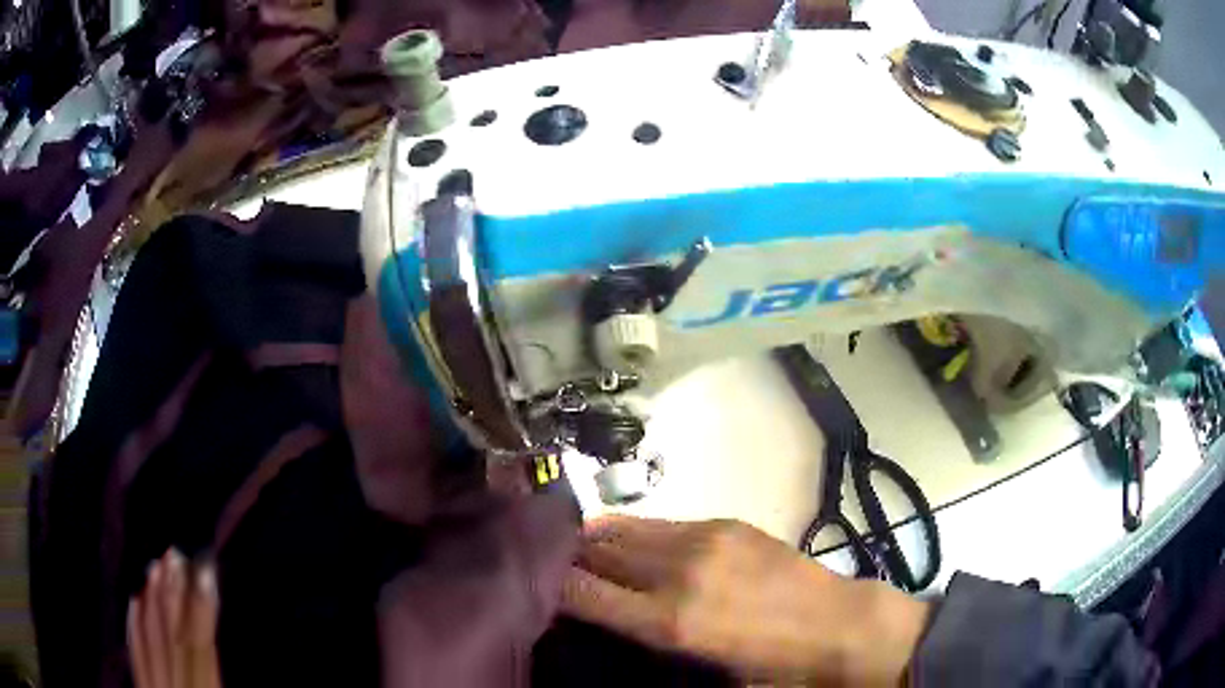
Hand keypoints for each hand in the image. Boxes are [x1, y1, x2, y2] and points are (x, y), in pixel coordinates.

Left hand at [128, 551, 221, 687]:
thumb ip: (210, 673)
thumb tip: (211, 635)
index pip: (200, 645)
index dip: (200, 606)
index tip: (203, 569)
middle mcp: (176, 686)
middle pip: (173, 637)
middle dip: (173, 595)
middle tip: (174, 553)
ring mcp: (154, 686)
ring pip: (151, 640)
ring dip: (153, 602)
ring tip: (155, 566)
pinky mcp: (142, 687)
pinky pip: (136, 653)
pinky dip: (135, 625)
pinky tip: (134, 601)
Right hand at [560, 517, 930, 684]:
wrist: (839, 627)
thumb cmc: (770, 667)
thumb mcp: (701, 672)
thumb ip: (645, 642)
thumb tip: (605, 622)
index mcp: (669, 621)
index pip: (579, 591)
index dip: (547, 587)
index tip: (533, 587)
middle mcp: (677, 572)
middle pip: (594, 549)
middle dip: (565, 557)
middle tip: (551, 568)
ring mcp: (703, 539)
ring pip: (622, 527)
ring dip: (597, 540)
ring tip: (584, 554)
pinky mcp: (725, 523)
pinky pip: (661, 523)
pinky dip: (636, 534)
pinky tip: (636, 548)